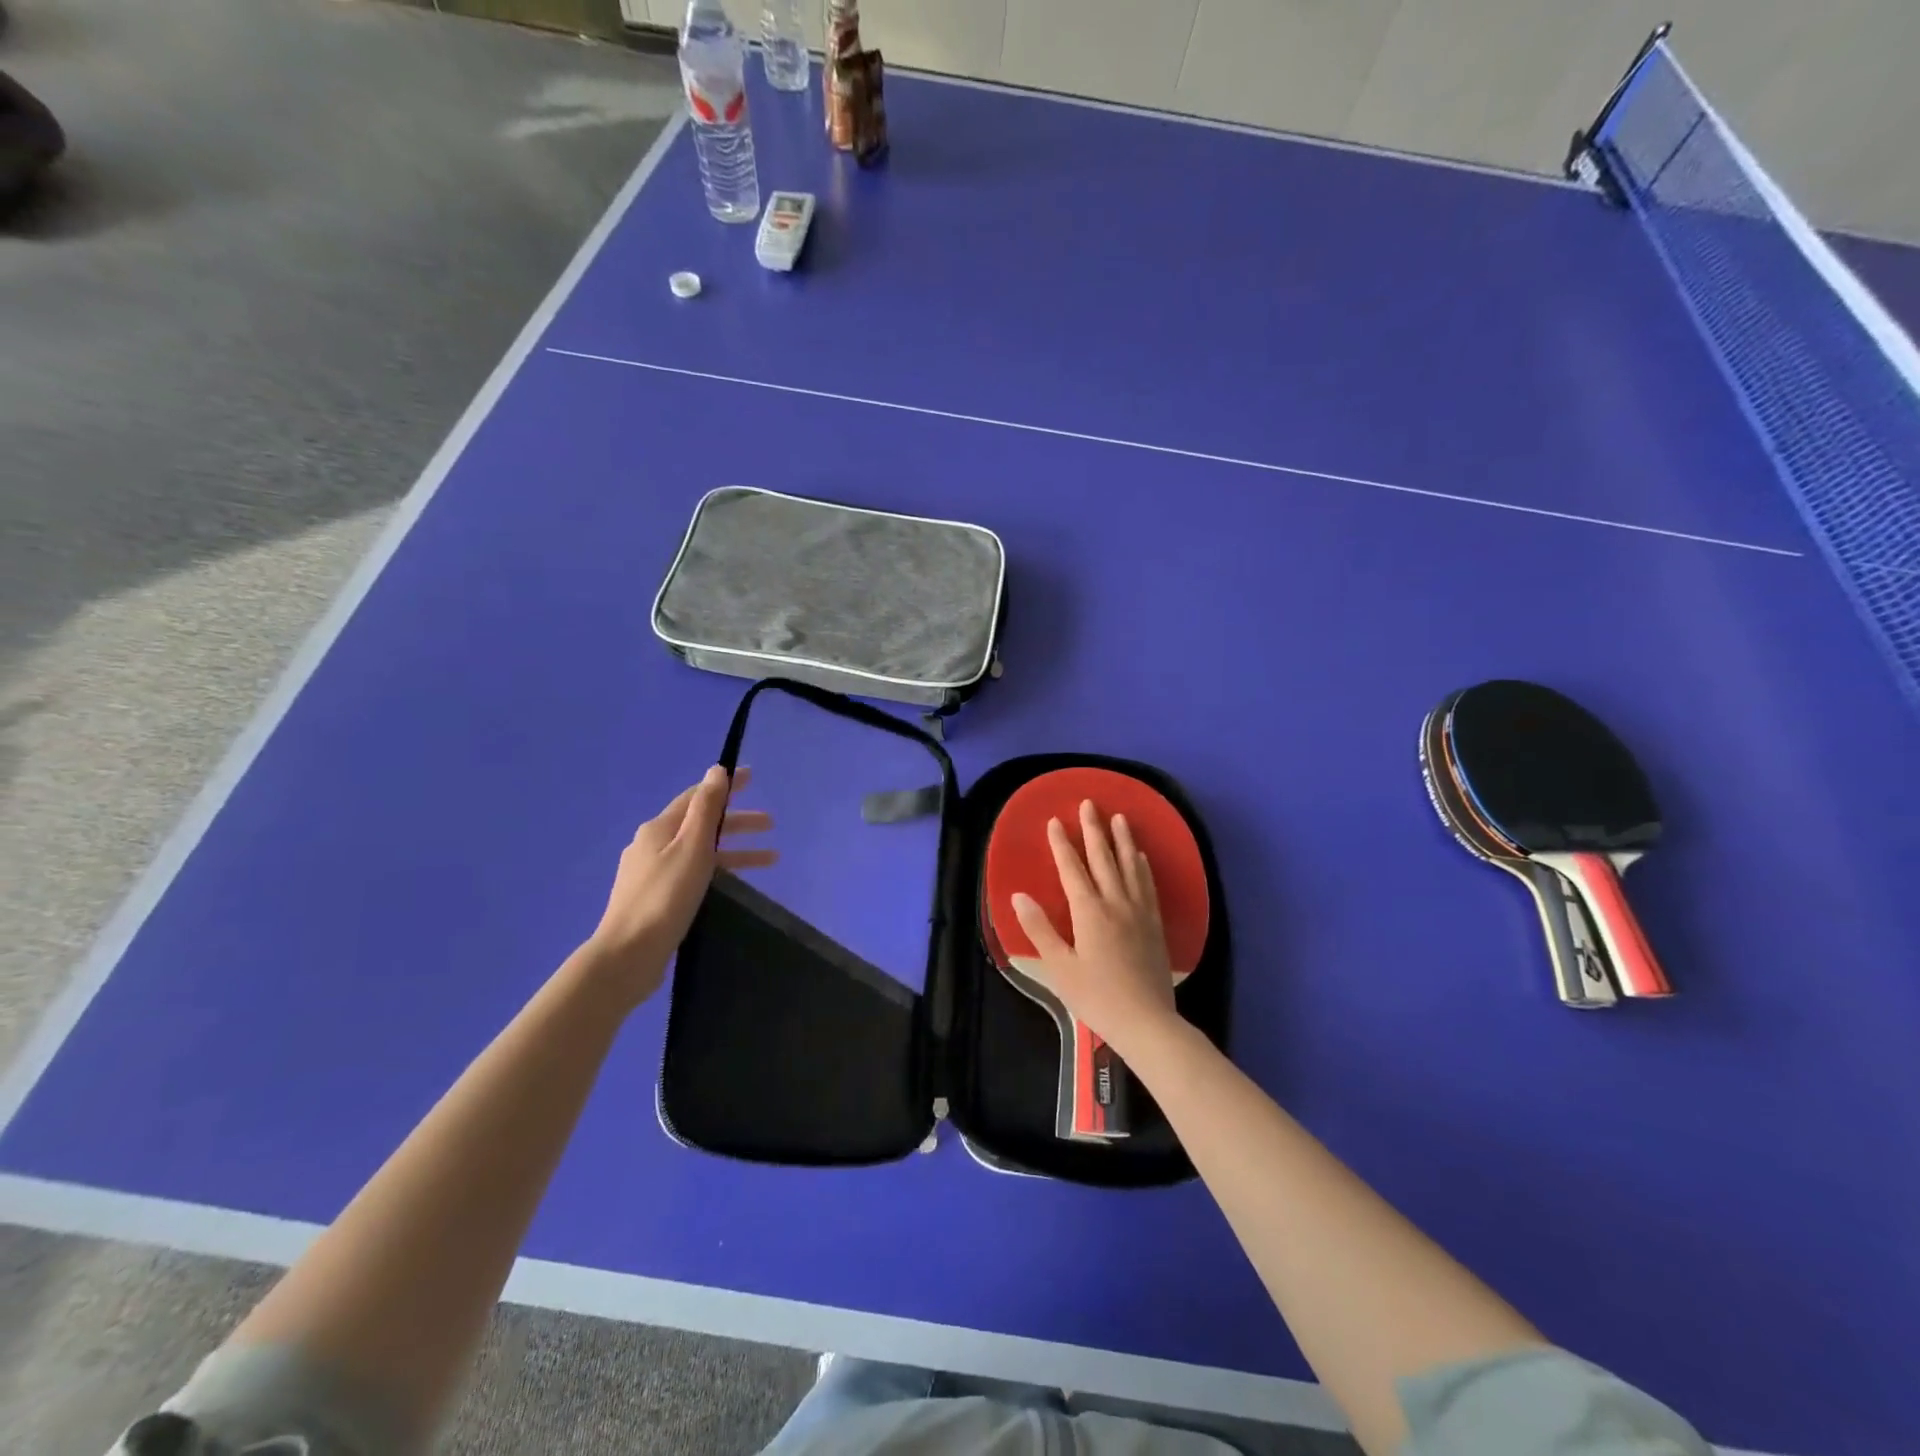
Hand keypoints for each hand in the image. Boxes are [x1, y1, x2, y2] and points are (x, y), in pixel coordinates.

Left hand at [584, 766, 775, 1005]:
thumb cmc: (665, 896)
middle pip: (701, 824)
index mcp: (659, 828)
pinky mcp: (657, 899)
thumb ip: (706, 808)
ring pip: (701, 852)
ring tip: (771, 859)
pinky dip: (719, 871)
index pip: (697, 797)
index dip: (725, 786)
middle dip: (737, 821)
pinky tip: (735, 883)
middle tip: (771, 824)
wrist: (628, 954)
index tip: (753, 778)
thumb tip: (715, 770)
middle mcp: (652, 845)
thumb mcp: (692, 847)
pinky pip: (695, 873)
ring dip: (735, 850)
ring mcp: (652, 873)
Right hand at [1010, 799, 1179, 1054]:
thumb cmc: (1096, 997)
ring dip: (1123, 840)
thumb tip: (1019, 895)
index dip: (1062, 844)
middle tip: (1089, 803)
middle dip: (1094, 830)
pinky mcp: (1154, 924)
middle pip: (1103, 859)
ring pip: (1129, 866)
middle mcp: (1115, 903)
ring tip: (1120, 818)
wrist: (1147, 1021)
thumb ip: (1040, 929)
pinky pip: (1148, 885)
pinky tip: (1141, 857)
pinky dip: (1142, 866)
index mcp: (1089, 912)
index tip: (1055, 820)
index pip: (1072, 869)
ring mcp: (1139, 912)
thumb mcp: (1060, 967)